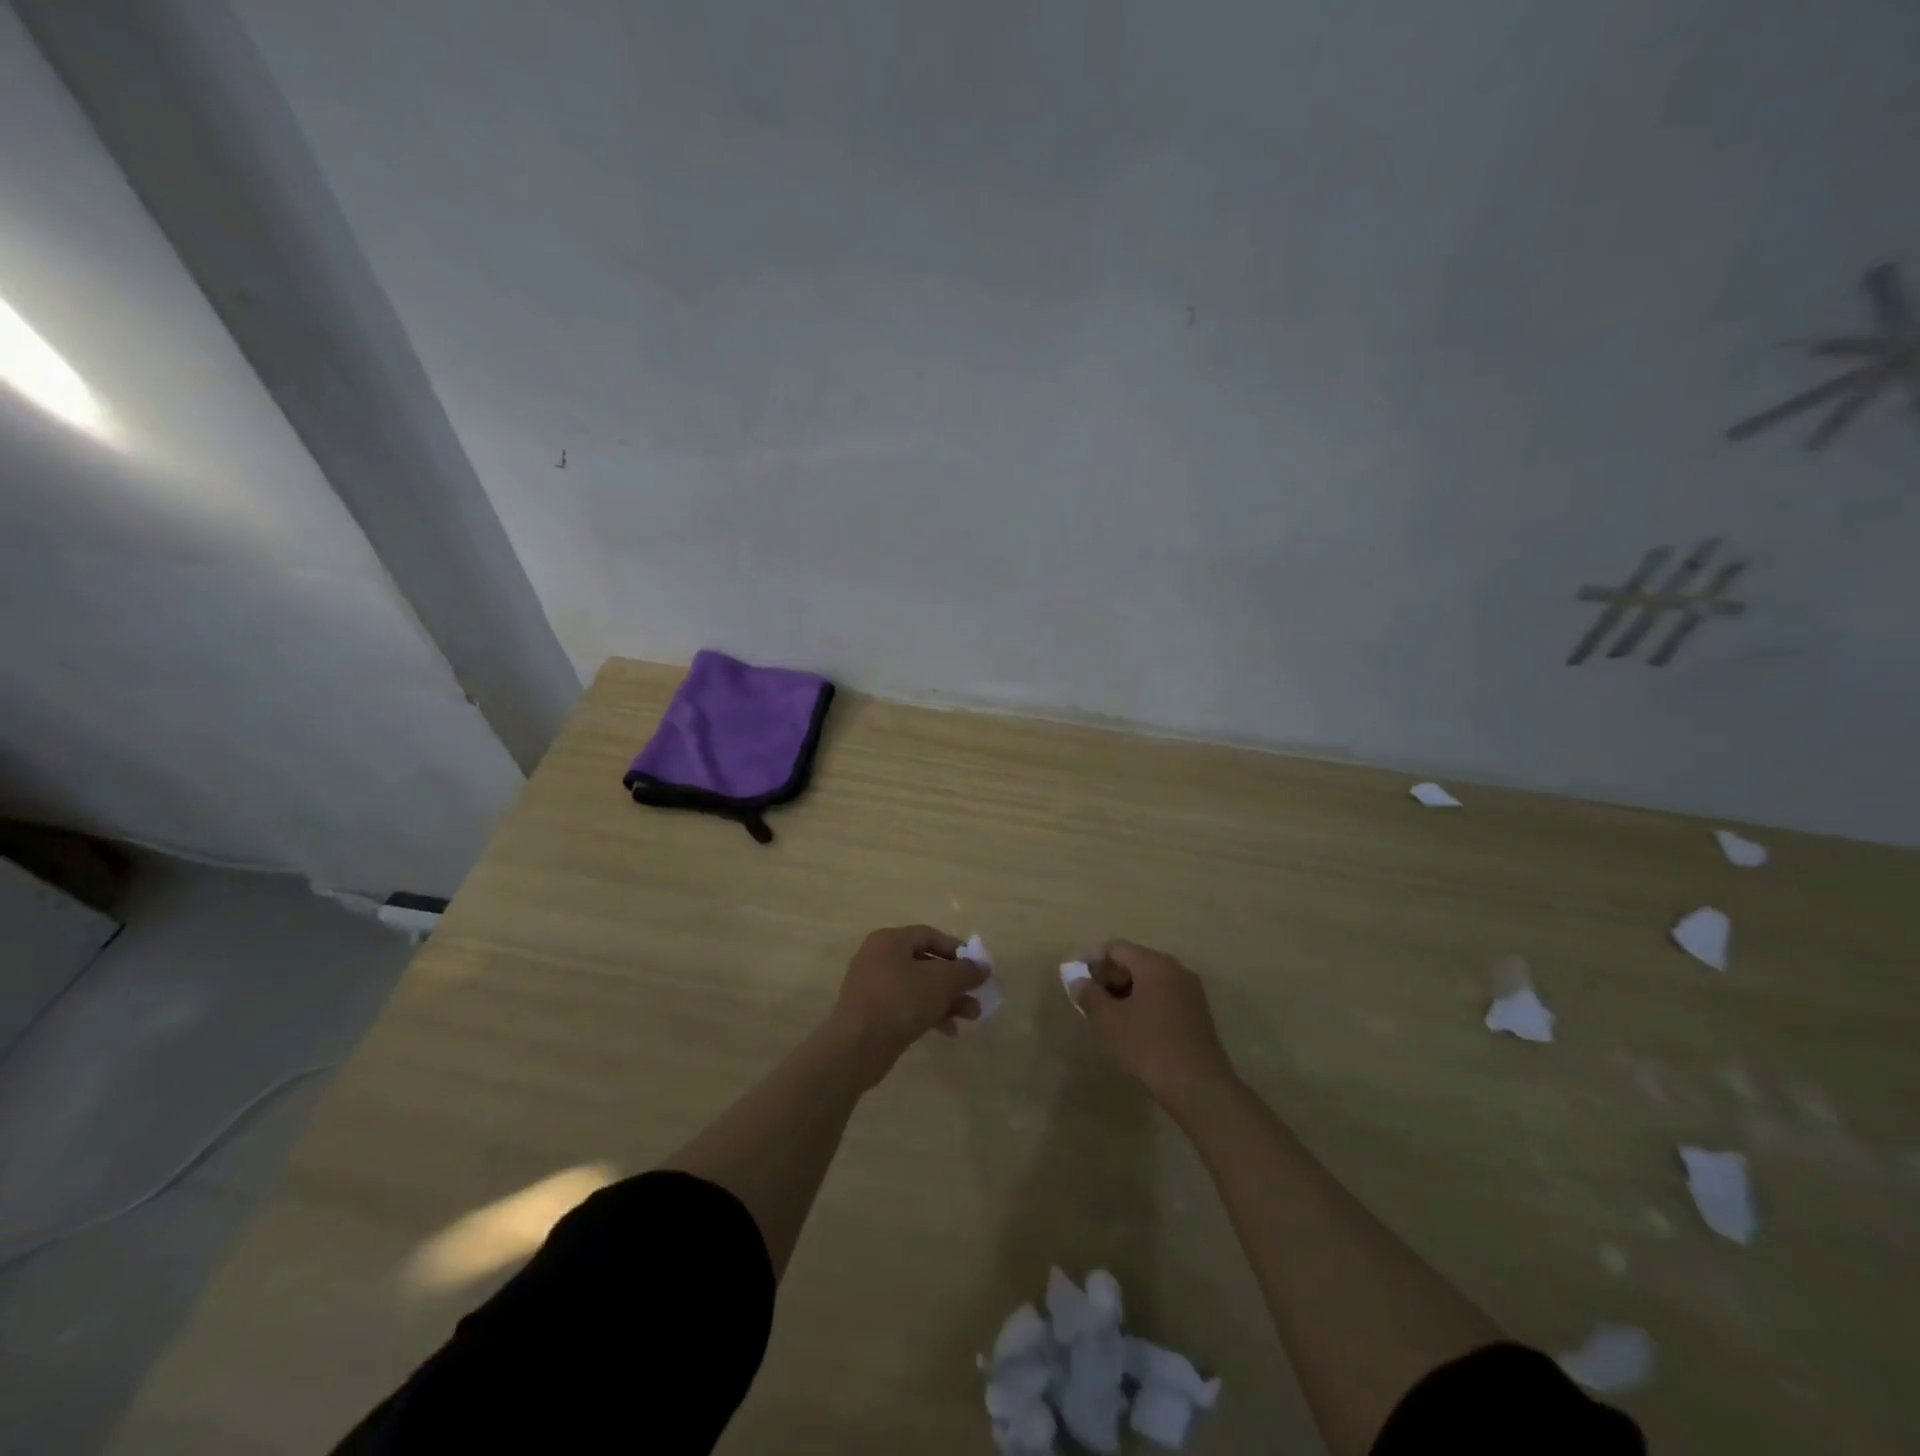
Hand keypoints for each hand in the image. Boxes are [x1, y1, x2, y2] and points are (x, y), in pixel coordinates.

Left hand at [829, 925, 986, 1083]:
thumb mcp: (941, 982)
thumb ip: (965, 972)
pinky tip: (947, 1031)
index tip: (976, 968)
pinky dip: (928, 1014)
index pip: (929, 935)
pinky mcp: (871, 1012)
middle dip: (954, 982)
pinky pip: (906, 1006)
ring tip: (970, 1017)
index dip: (956, 950)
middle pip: (925, 963)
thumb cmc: (900, 1001)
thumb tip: (982, 967)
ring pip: (918, 987)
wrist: (857, 1046)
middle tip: (976, 997)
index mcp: (890, 940)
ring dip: (946, 1000)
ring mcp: (872, 986)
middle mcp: (878, 957)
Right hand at [1069, 941, 1236, 1111]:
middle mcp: (1175, 969)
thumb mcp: (1109, 1021)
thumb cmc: (1148, 1045)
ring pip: (1149, 981)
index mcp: (1154, 964)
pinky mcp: (1197, 1013)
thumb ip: (1089, 995)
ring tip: (1106, 1014)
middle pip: (1134, 961)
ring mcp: (1190, 991)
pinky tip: (1131, 1027)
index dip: (1091, 959)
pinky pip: (1163, 996)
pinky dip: (1143, 1003)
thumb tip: (1078, 981)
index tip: (1074, 976)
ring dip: (1125, 991)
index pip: (1116, 948)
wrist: (1198, 1086)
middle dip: (1108, 976)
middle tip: (1088, 998)